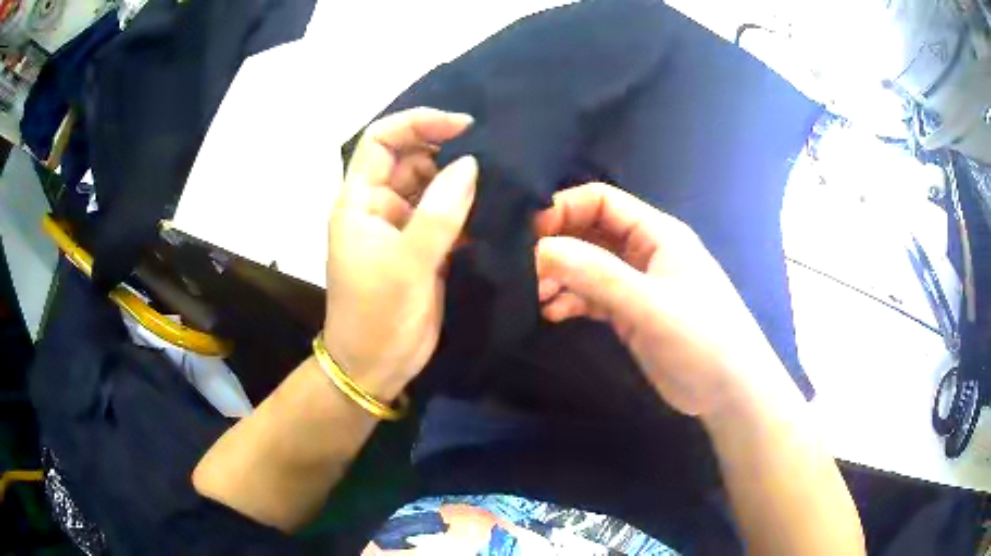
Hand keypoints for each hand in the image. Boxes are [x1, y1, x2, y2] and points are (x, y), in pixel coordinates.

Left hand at [325, 108, 476, 399]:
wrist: (376, 367)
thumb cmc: (378, 315)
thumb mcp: (407, 262)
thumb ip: (440, 211)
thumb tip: (470, 163)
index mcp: (360, 201)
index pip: (381, 141)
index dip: (418, 123)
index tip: (463, 127)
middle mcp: (379, 206)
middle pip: (411, 158)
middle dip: (446, 150)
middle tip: (492, 155)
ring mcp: (402, 227)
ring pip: (432, 186)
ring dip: (461, 180)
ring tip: (501, 178)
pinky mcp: (423, 247)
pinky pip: (446, 214)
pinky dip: (468, 208)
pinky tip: (496, 206)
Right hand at [534, 183, 787, 417]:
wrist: (730, 391)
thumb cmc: (702, 338)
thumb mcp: (651, 305)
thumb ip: (597, 276)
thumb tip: (540, 248)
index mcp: (657, 234)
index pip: (602, 202)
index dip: (564, 209)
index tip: (530, 235)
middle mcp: (644, 252)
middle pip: (591, 233)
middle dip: (557, 246)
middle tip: (526, 271)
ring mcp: (637, 285)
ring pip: (589, 267)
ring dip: (560, 276)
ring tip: (535, 296)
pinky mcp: (631, 314)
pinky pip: (593, 297)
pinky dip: (571, 301)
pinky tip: (552, 314)